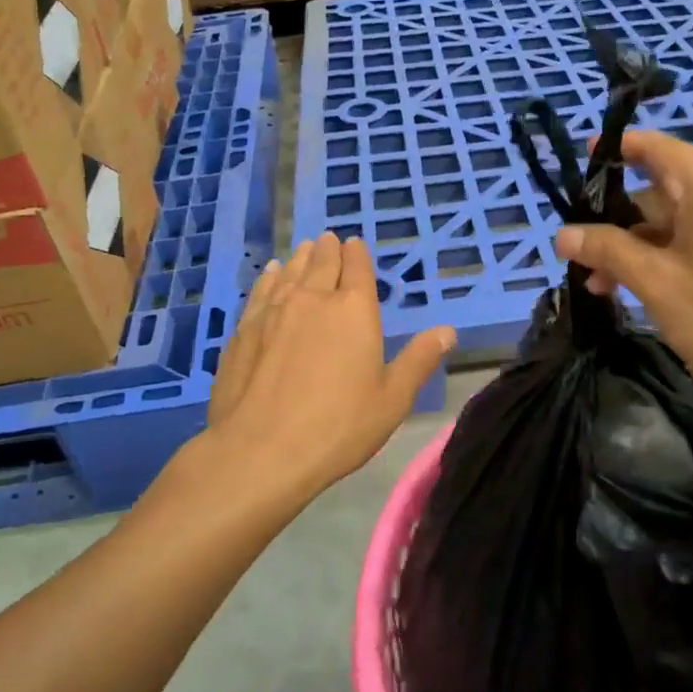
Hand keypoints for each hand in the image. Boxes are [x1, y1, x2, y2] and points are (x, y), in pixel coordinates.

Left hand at [204, 232, 454, 503]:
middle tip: (329, 240)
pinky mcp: (245, 329)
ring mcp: (274, 311)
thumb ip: (419, 360)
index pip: (357, 267)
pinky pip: (262, 291)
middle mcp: (313, 298)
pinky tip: (272, 274)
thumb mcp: (392, 399)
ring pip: (291, 272)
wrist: (260, 451)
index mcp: (354, 309)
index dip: (357, 253)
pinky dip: (271, 277)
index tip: (355, 244)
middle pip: (322, 262)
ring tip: (305, 249)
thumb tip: (447, 331)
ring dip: (301, 258)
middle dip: (329, 249)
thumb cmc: (338, 427)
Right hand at [556, 132, 692, 428]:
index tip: (580, 167)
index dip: (613, 152)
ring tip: (614, 288)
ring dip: (648, 246)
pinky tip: (660, 289)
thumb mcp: (657, 284)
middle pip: (666, 189)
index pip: (652, 147)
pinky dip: (682, 252)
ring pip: (689, 218)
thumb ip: (607, 250)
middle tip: (588, 262)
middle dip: (623, 223)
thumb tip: (563, 233)